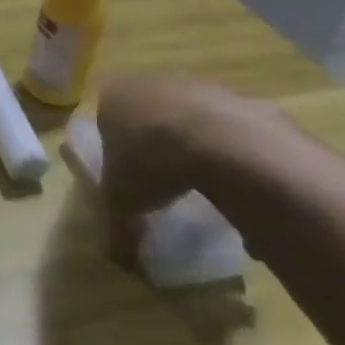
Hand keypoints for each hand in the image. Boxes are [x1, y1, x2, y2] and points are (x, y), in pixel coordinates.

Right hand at [95, 75, 282, 258]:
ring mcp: (196, 85)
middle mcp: (151, 83)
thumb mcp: (122, 202)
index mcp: (113, 97)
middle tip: (165, 183)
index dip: (118, 152)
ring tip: (203, 187)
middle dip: (156, 147)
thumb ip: (117, 228)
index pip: (107, 122)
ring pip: (189, 119)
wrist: (219, 141)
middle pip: (149, 117)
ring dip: (194, 147)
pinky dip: (229, 151)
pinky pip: (227, 129)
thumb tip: (119, 261)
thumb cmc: (150, 162)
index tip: (131, 181)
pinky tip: (235, 181)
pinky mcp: (237, 96)